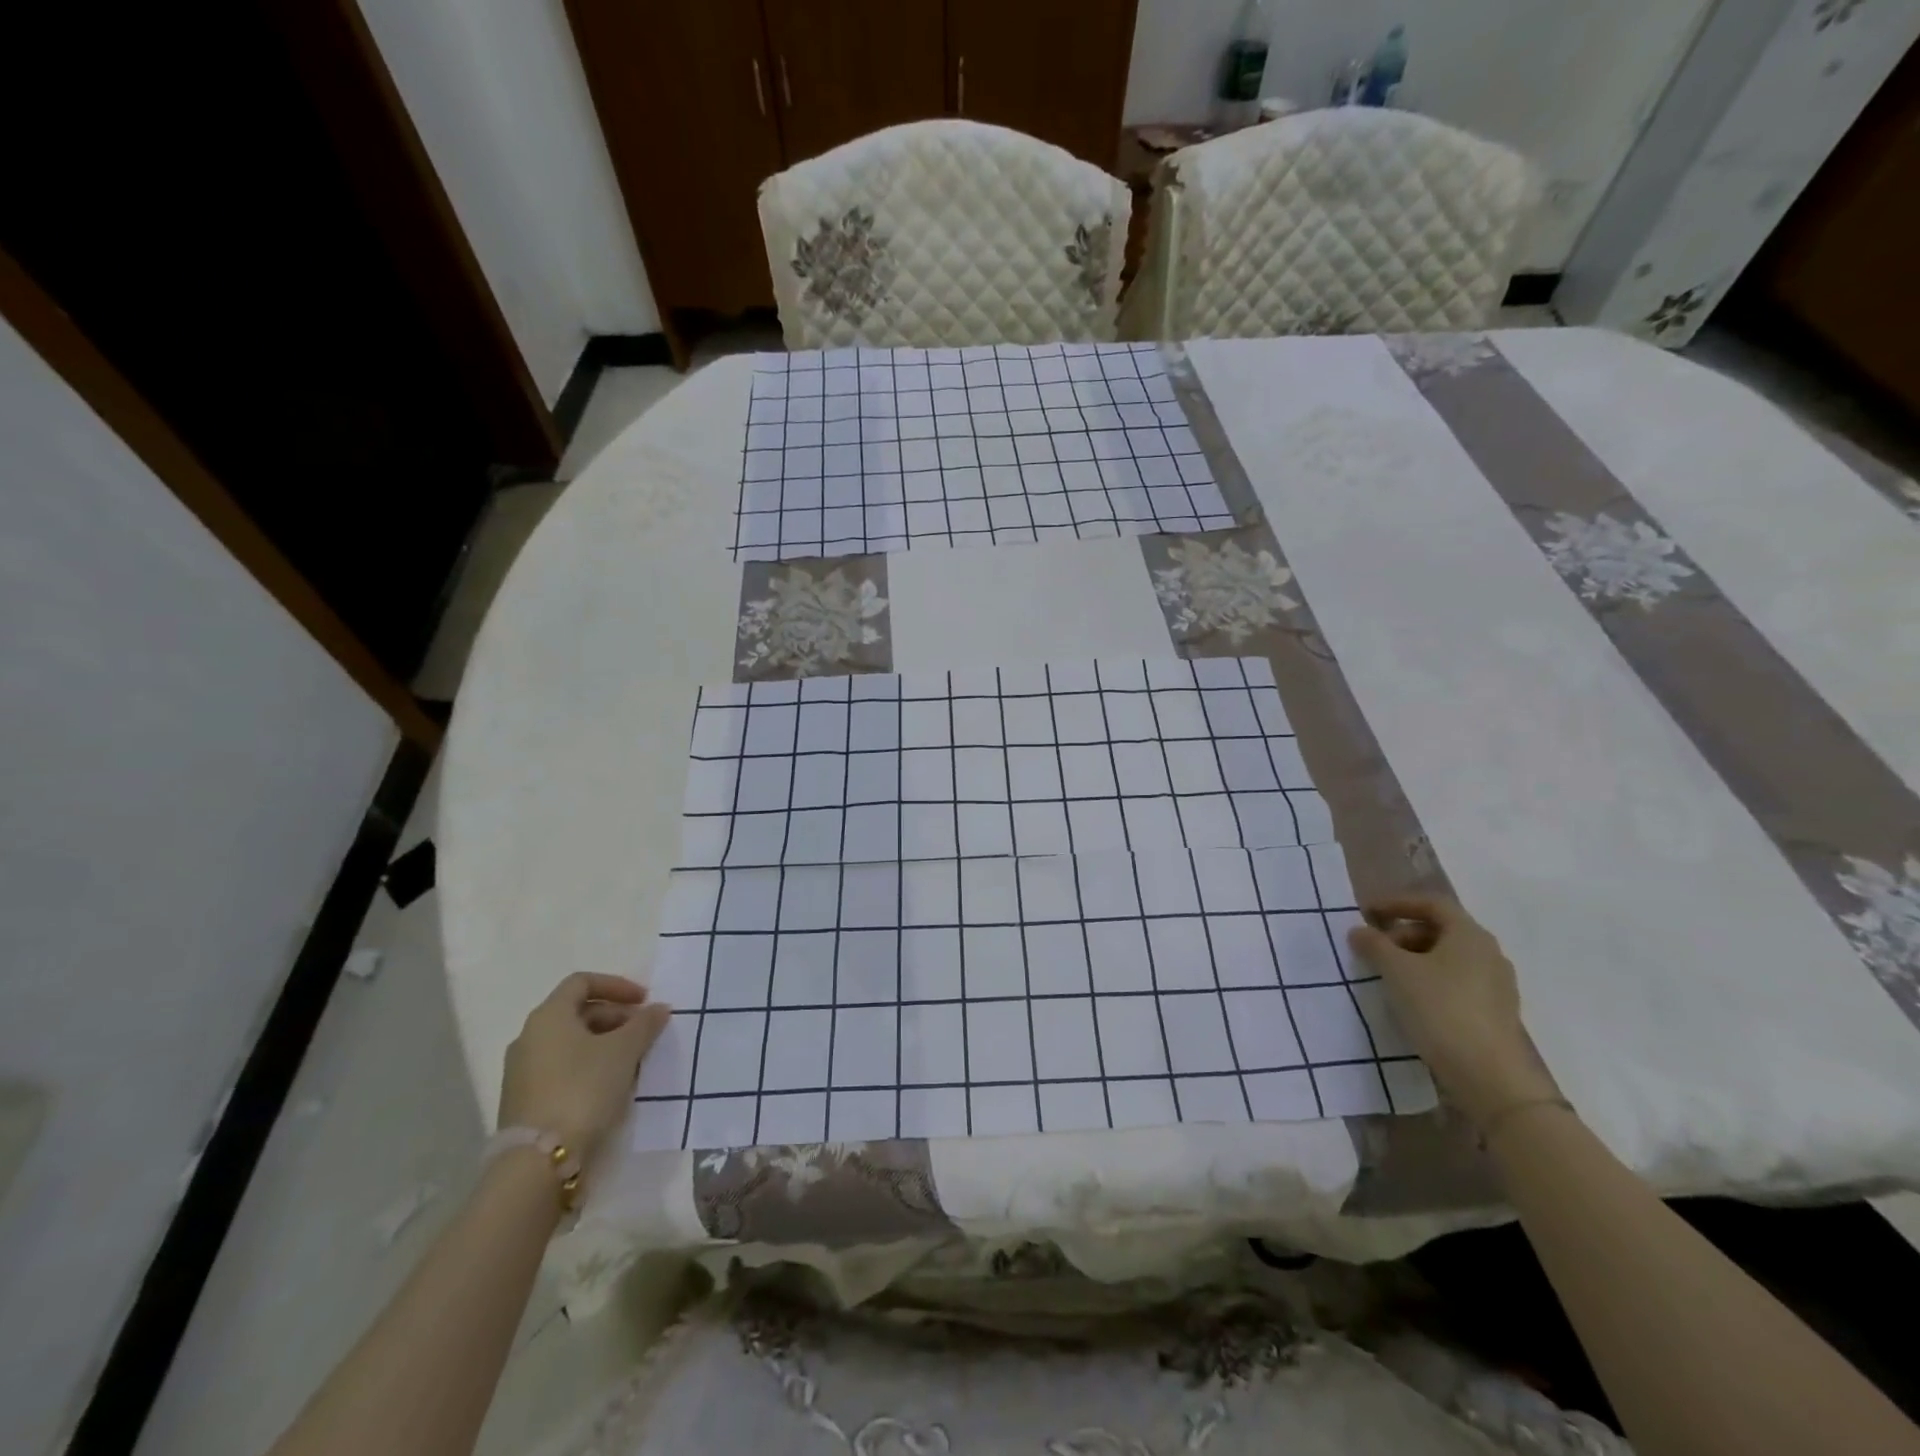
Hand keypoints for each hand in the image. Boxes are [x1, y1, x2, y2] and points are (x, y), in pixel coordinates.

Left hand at [498, 974, 670, 1164]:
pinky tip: (612, 1084)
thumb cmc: (583, 1089)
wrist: (538, 1161)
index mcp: (548, 1016)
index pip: (582, 982)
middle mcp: (529, 1037)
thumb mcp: (624, 1051)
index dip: (617, 985)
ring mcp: (523, 1070)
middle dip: (616, 1017)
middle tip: (645, 1032)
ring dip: (605, 1043)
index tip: (644, 1000)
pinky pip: (563, 1067)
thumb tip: (658, 1008)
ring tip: (634, 1060)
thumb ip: (644, 1024)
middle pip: (578, 1012)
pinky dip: (590, 1065)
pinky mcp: (525, 1099)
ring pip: (572, 1042)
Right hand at [1346, 897, 1558, 1127]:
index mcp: (1469, 934)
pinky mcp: (1495, 1012)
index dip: (1396, 903)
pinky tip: (1412, 1001)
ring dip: (1414, 960)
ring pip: (1448, 959)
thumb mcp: (1396, 971)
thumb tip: (1359, 931)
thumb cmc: (1440, 1008)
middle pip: (1440, 930)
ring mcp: (1496, 985)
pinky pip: (1457, 983)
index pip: (1431, 904)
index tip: (1366, 914)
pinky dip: (1430, 982)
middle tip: (1374, 950)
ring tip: (1388, 977)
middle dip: (1402, 935)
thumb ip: (1374, 945)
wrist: (1489, 1075)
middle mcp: (1488, 953)